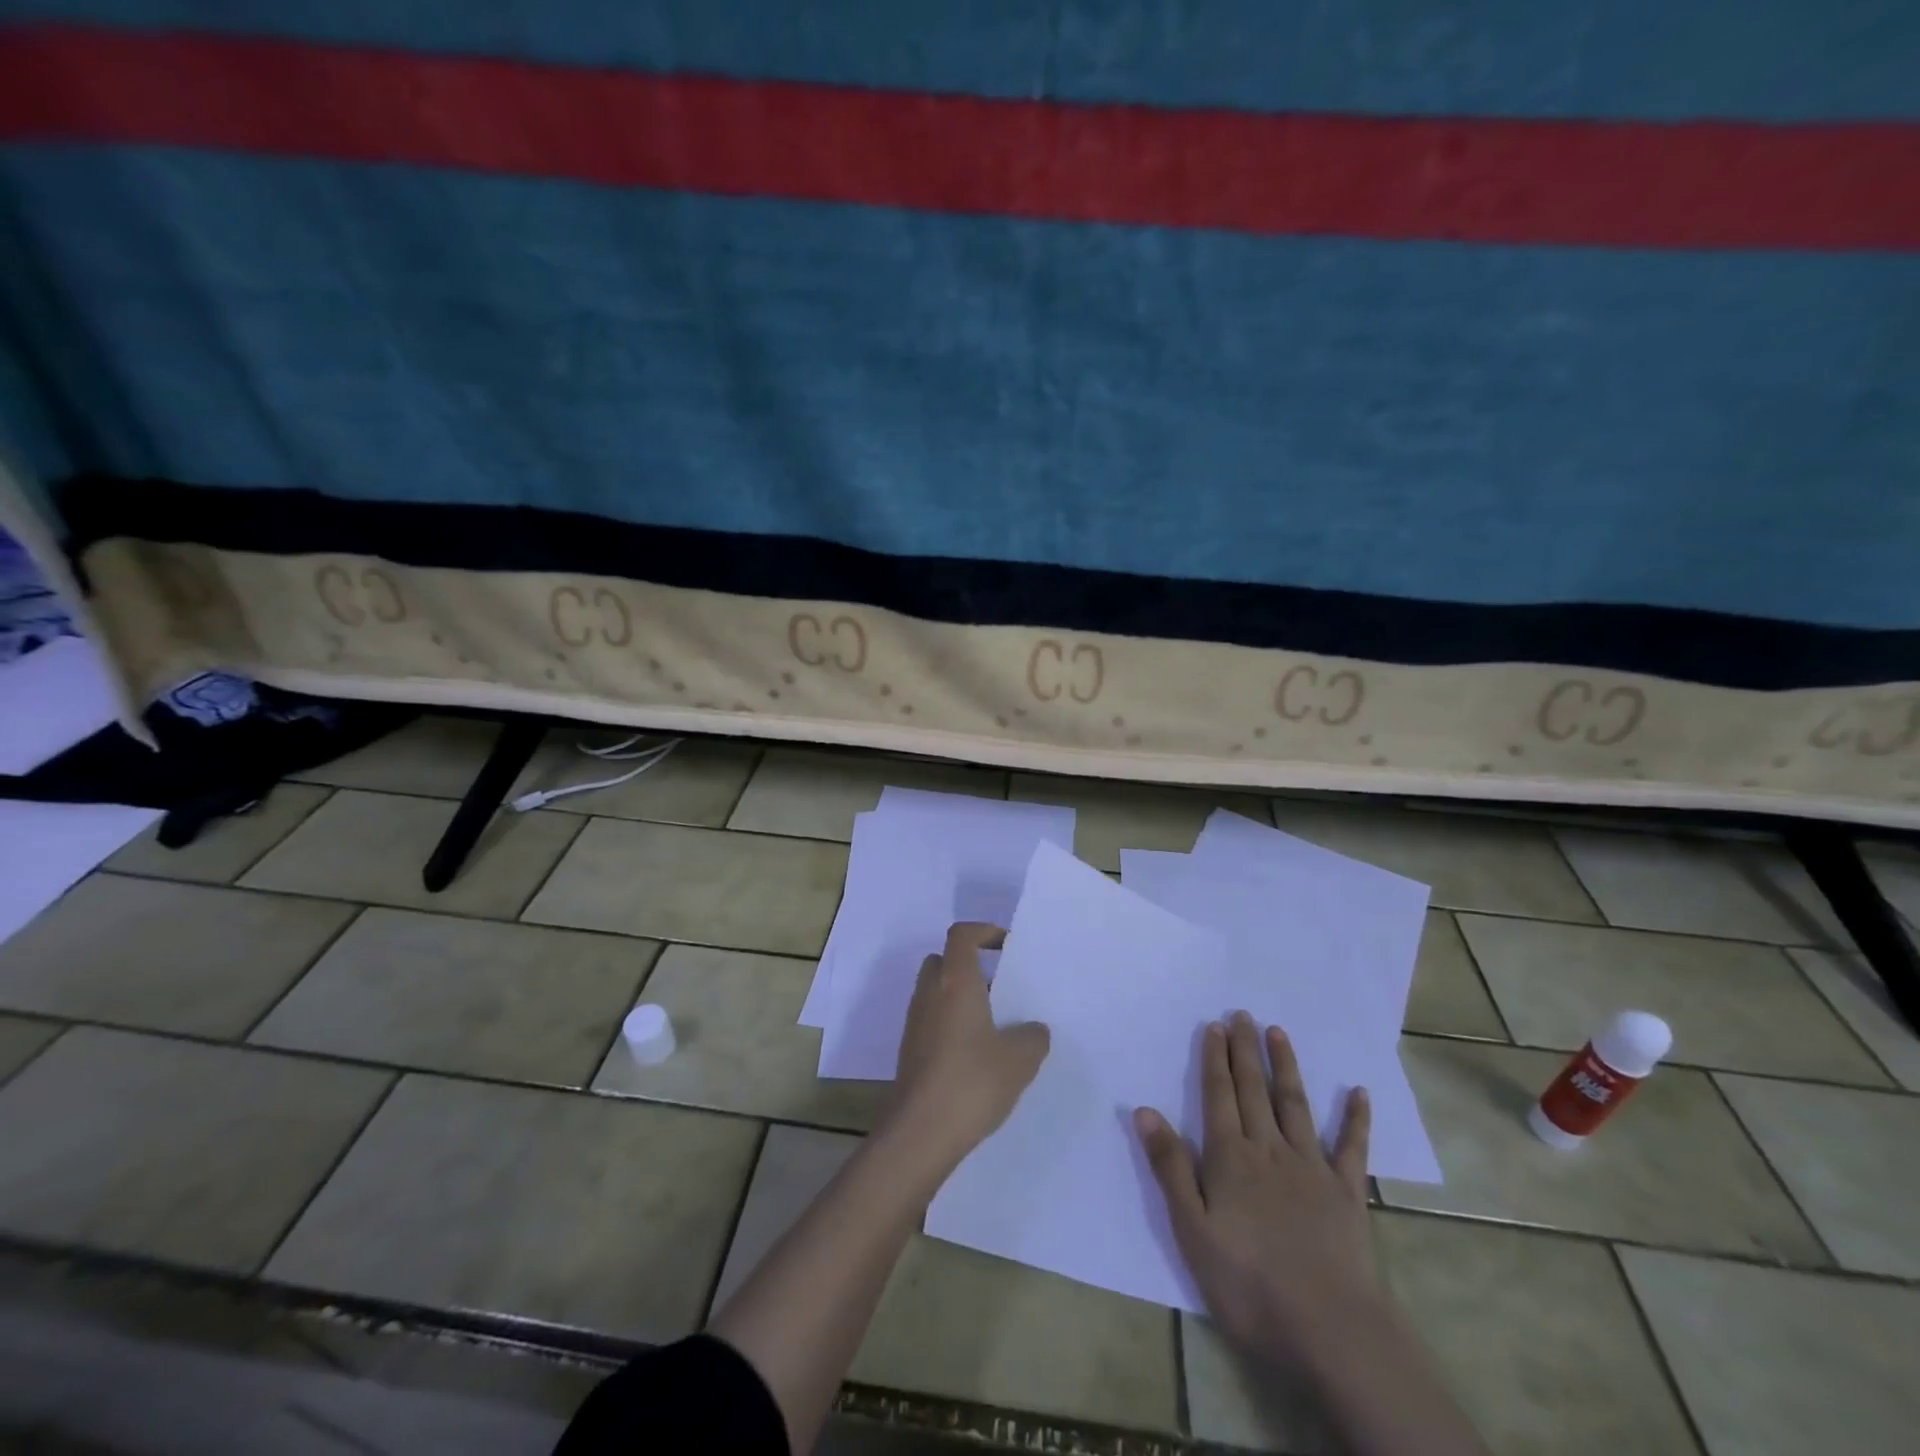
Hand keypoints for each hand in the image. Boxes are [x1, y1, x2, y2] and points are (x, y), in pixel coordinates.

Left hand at [889, 922, 1049, 1166]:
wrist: (919, 1133)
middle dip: (971, 966)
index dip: (984, 931)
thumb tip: (1033, 1029)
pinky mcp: (910, 1050)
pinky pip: (932, 1020)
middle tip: (1000, 988)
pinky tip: (976, 1055)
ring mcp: (915, 1022)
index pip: (961, 935)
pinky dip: (951, 1024)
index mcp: (955, 982)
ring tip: (994, 1025)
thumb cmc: (971, 1082)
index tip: (1007, 946)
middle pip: (944, 960)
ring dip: (961, 998)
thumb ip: (1033, 1037)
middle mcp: (930, 994)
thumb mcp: (1019, 1059)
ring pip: (936, 992)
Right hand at [1136, 1012, 1376, 1361]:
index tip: (1214, 1025)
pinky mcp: (1347, 1193)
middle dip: (1245, 1050)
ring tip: (1278, 1033)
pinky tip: (1358, 1092)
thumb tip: (1145, 1109)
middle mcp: (1270, 1149)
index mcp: (1230, 1157)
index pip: (1218, 1095)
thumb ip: (1171, 1167)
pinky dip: (1355, 1119)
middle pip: (1254, 1089)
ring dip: (1286, 1067)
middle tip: (1242, 1014)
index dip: (1214, 1058)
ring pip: (1295, 1105)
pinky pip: (1352, 1148)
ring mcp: (1312, 1168)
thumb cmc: (1248, 1283)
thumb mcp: (1192, 1229)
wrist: (1329, 1330)